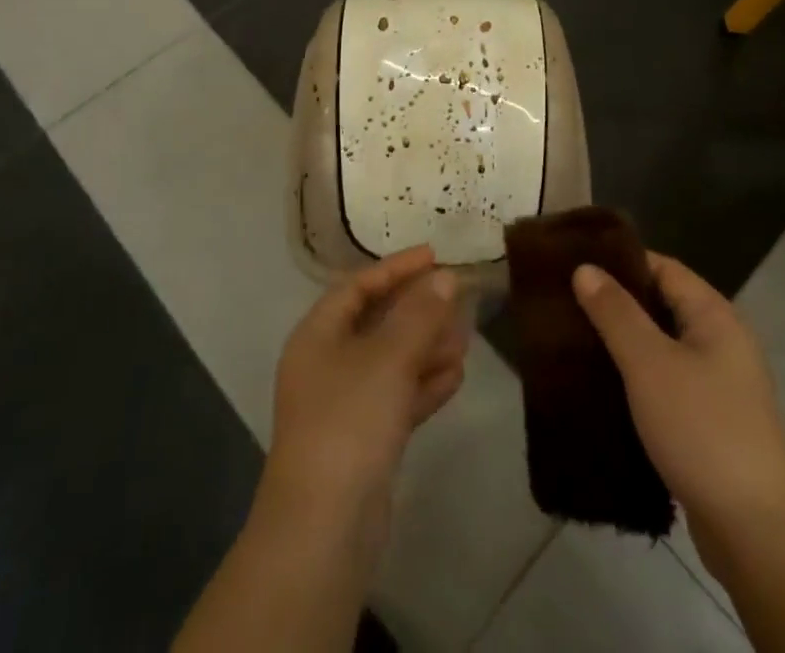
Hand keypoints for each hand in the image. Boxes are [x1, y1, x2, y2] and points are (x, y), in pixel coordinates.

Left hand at [262, 246, 468, 548]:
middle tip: (458, 298)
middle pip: (376, 322)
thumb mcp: (388, 357)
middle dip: (417, 309)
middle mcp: (326, 364)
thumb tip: (444, 277)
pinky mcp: (362, 442)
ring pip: (390, 361)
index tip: (435, 255)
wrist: (323, 529)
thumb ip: (419, 314)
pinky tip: (456, 376)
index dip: (396, 267)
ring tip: (466, 337)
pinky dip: (423, 384)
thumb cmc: (349, 421)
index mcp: (318, 335)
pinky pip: (396, 398)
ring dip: (426, 347)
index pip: (358, 285)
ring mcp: (343, 405)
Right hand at [573, 253, 784, 578]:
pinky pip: (668, 383)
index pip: (662, 267)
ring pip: (663, 347)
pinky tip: (604, 389)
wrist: (757, 534)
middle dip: (617, 304)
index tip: (575, 264)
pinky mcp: (712, 423)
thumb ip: (616, 313)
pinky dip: (638, 379)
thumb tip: (585, 267)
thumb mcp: (649, 364)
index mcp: (715, 316)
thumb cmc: (701, 430)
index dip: (620, 262)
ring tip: (575, 343)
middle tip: (566, 304)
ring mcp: (721, 385)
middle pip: (662, 305)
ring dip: (624, 344)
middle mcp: (723, 341)